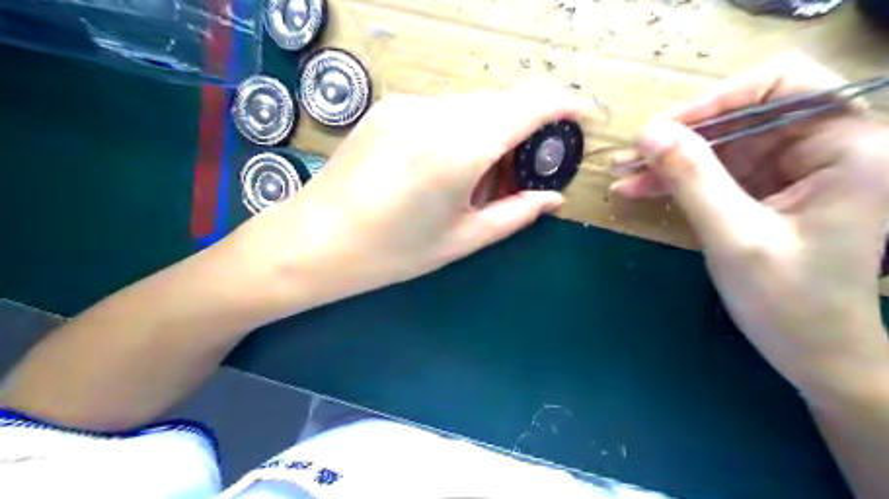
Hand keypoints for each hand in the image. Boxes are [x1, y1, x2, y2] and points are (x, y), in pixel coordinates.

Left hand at [227, 87, 580, 311]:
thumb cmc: (390, 253)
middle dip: (523, 130)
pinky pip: (443, 110)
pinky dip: (461, 130)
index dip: (562, 106)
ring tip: (478, 180)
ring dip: (491, 132)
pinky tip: (446, 167)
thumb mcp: (461, 241)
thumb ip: (514, 214)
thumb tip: (553, 199)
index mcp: (457, 151)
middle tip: (519, 174)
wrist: (313, 242)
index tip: (581, 118)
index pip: (526, 107)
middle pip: (500, 105)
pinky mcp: (387, 108)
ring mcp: (406, 106)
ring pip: (472, 106)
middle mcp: (434, 115)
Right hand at [617, 55, 888, 397]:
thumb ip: (692, 179)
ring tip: (623, 173)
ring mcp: (790, 170)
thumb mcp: (735, 237)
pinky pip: (714, 171)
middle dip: (681, 135)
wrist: (812, 352)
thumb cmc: (789, 301)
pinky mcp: (764, 191)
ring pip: (720, 145)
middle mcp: (823, 148)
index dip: (719, 98)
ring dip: (669, 159)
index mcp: (846, 148)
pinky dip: (676, 179)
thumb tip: (647, 132)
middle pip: (742, 116)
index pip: (783, 85)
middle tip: (629, 155)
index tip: (665, 128)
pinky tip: (639, 188)